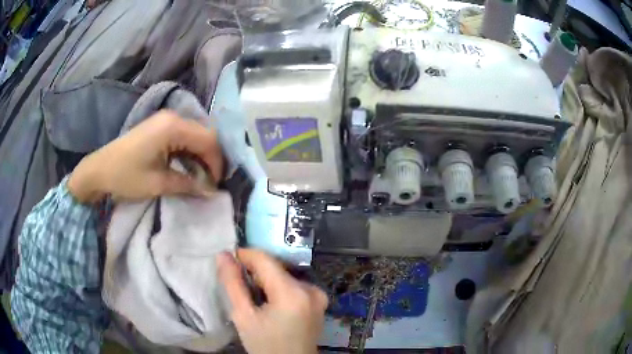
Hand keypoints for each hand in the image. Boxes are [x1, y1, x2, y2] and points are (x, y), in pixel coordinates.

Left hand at [68, 110, 222, 203]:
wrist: (99, 169)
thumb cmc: (126, 176)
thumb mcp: (158, 183)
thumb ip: (188, 184)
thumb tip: (211, 192)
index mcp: (173, 127)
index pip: (209, 140)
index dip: (217, 163)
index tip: (215, 185)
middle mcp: (173, 117)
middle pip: (205, 135)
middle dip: (211, 159)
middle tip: (210, 183)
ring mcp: (166, 120)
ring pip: (196, 135)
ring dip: (201, 156)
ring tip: (200, 178)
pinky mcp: (160, 126)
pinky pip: (184, 137)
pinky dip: (190, 152)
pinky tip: (187, 167)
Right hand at [217, 249, 327, 353]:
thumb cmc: (265, 345)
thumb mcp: (243, 317)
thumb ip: (233, 284)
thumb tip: (223, 255)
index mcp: (293, 293)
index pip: (266, 260)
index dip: (245, 255)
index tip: (229, 259)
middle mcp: (311, 289)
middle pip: (276, 268)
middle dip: (255, 271)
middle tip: (237, 282)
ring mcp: (318, 295)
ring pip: (285, 276)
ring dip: (266, 279)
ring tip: (252, 295)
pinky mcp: (319, 301)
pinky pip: (294, 285)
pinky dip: (279, 288)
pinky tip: (268, 301)